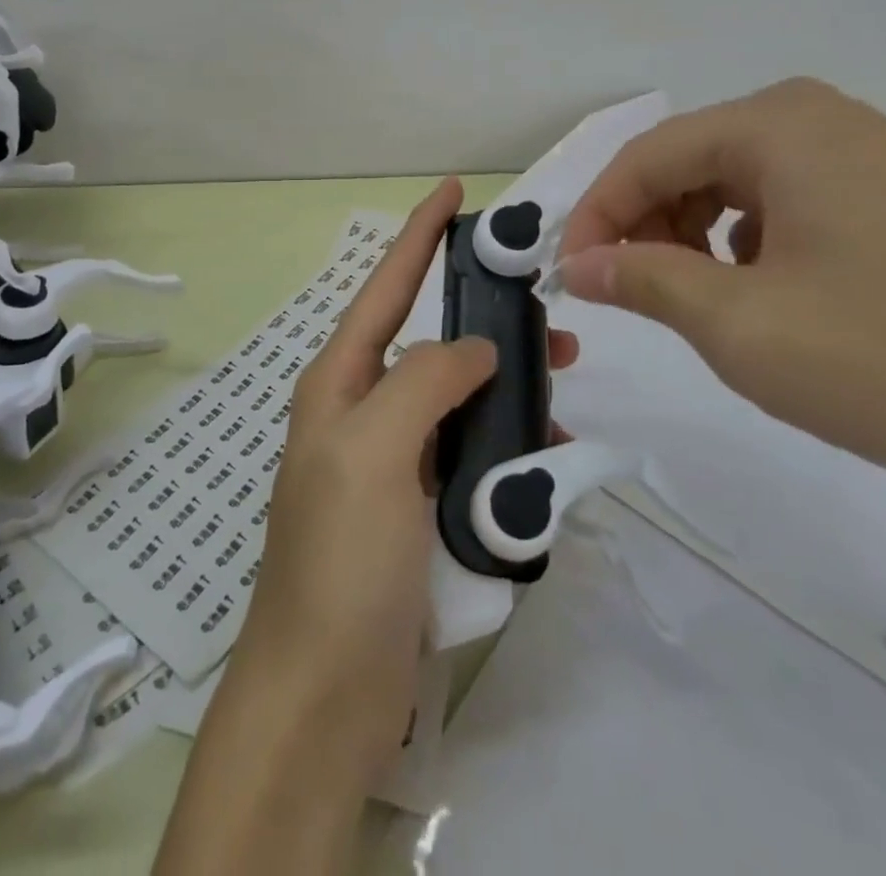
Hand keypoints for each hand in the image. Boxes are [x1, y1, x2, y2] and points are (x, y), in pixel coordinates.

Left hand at [232, 177, 576, 781]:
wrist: (324, 693)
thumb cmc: (341, 560)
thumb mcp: (374, 451)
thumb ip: (424, 381)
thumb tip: (475, 348)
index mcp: (340, 383)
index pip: (385, 288)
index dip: (419, 236)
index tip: (453, 191)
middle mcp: (363, 411)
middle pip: (431, 342)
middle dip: (485, 320)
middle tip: (548, 315)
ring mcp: (392, 462)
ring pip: (459, 399)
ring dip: (506, 389)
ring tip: (561, 384)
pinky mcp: (420, 509)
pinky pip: (471, 454)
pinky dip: (507, 446)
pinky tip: (544, 456)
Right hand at [555, 77, 885, 513]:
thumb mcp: (739, 324)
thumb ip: (642, 280)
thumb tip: (576, 266)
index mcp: (776, 125)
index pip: (645, 157)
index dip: (594, 217)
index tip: (568, 278)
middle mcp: (819, 119)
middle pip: (689, 161)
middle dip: (643, 224)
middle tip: (625, 290)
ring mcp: (867, 154)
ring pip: (736, 181)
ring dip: (691, 234)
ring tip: (692, 296)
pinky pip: (787, 201)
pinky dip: (747, 240)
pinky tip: (762, 290)